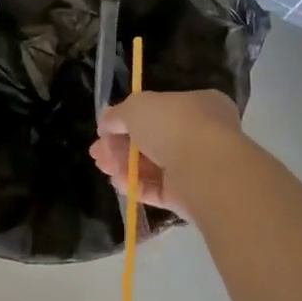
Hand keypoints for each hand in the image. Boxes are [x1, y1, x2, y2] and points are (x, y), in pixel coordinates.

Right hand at [89, 89, 242, 218]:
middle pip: (152, 139)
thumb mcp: (137, 107)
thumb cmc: (174, 124)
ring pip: (153, 165)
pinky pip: (159, 189)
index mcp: (198, 105)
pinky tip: (118, 182)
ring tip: (103, 166)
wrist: (205, 169)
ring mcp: (197, 167)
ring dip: (124, 165)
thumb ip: (118, 114)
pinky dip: (137, 185)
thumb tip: (106, 121)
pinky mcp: (189, 196)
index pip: (160, 110)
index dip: (128, 118)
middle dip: (120, 146)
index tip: (105, 128)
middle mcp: (201, 134)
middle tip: (97, 152)